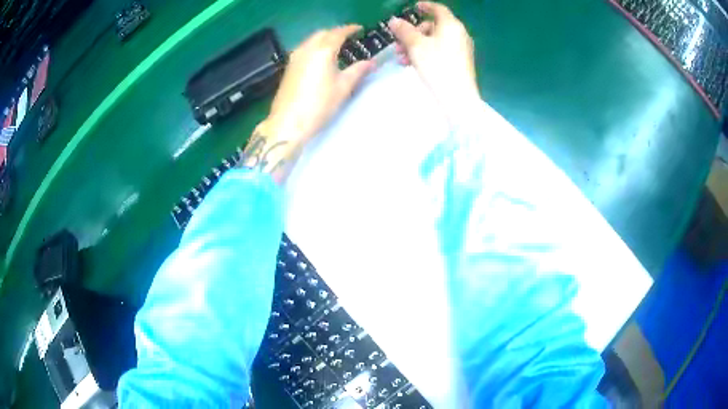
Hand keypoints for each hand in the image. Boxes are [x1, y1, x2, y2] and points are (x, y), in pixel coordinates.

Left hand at [265, 25, 374, 141]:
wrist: (288, 123)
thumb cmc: (319, 105)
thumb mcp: (343, 88)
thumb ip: (357, 71)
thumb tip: (371, 62)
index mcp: (323, 50)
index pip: (338, 33)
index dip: (350, 29)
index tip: (359, 29)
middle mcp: (307, 49)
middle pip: (322, 33)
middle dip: (336, 32)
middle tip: (348, 38)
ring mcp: (295, 57)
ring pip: (311, 40)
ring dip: (324, 39)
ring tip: (336, 46)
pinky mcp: (288, 67)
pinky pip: (304, 48)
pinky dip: (314, 47)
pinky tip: (320, 57)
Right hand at [389, 2, 480, 121]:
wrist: (457, 98)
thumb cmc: (437, 66)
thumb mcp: (416, 45)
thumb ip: (404, 30)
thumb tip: (394, 21)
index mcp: (452, 26)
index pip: (438, 9)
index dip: (425, 6)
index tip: (413, 7)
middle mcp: (459, 35)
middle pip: (434, 26)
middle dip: (413, 32)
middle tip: (399, 41)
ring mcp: (461, 50)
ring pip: (434, 41)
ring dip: (415, 46)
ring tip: (401, 57)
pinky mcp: (459, 63)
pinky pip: (440, 52)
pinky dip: (425, 54)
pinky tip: (411, 64)